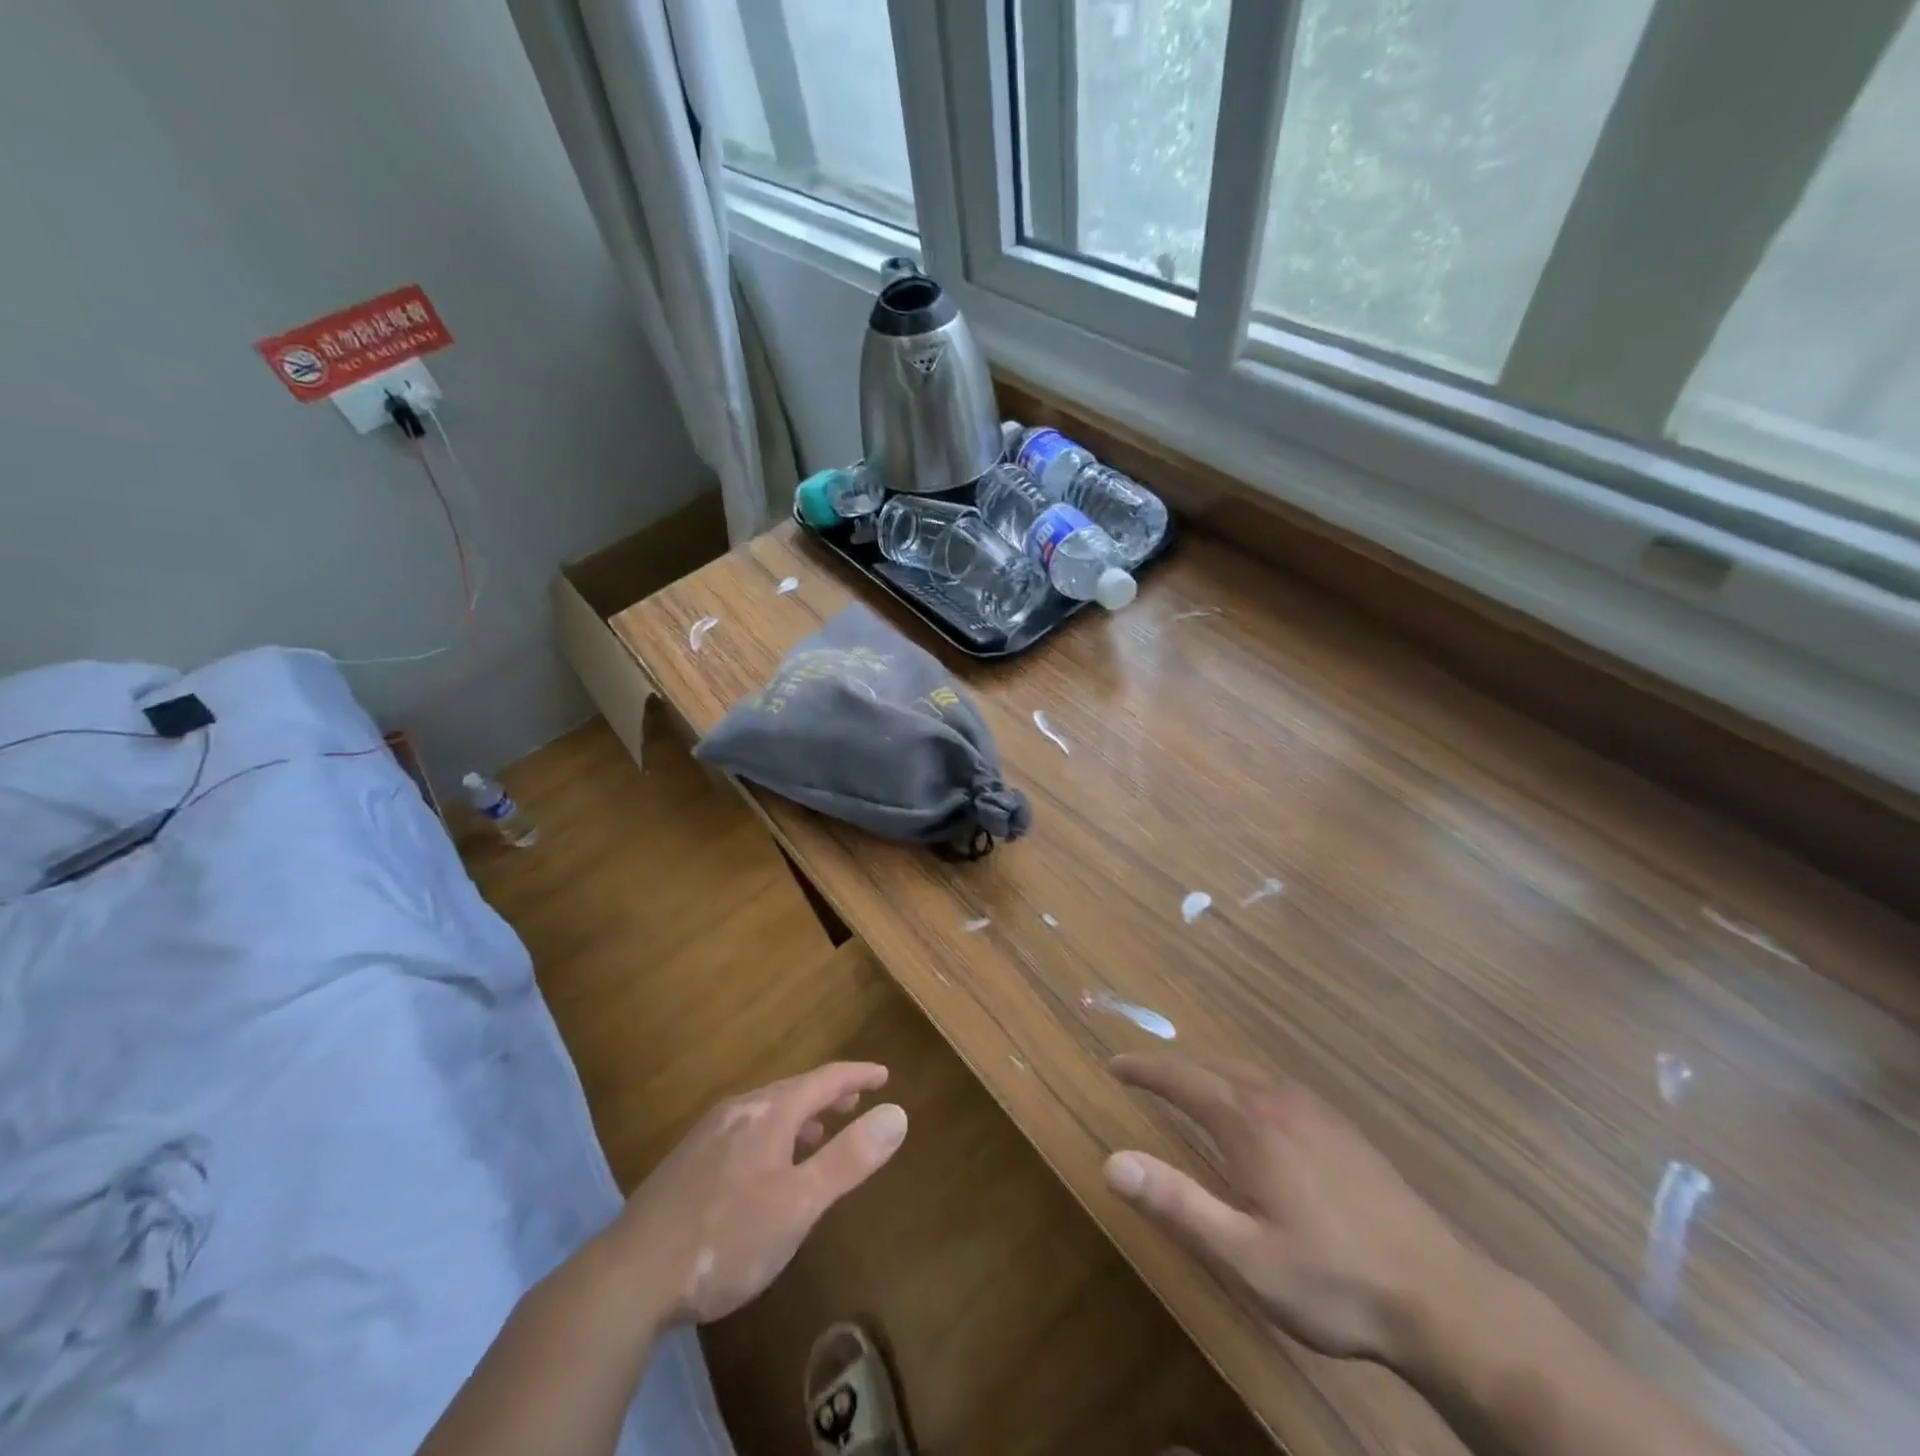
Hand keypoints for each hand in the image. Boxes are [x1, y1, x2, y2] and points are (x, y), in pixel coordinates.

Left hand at [609, 1063, 907, 1325]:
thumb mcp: (799, 1204)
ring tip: (818, 1134)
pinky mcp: (687, 1162)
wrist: (628, 1277)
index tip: (883, 1075)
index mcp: (769, 1113)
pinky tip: (767, 1167)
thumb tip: (897, 1113)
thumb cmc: (726, 1238)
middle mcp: (738, 1111)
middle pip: (794, 1090)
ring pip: (766, 1110)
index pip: (824, 1080)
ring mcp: (708, 1134)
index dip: (857, 1076)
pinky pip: (745, 1130)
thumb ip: (848, 1158)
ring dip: (800, 1115)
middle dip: (829, 1094)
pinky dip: (773, 1133)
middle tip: (856, 1104)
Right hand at [1104, 1053, 1477, 1367]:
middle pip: (1213, 1066)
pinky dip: (1243, 1083)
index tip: (1114, 1065)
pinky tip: (1253, 1110)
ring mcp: (1316, 1111)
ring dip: (1209, 1072)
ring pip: (1248, 1072)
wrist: (1443, 1297)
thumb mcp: (1244, 1256)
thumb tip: (1111, 1162)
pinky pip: (1276, 1086)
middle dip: (1173, 1066)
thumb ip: (1176, 1204)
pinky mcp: (1341, 1128)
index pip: (1182, 1078)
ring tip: (1187, 1086)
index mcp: (1250, 1123)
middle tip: (1141, 1075)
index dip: (1144, 1069)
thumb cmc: (1333, 1280)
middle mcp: (1279, 1101)